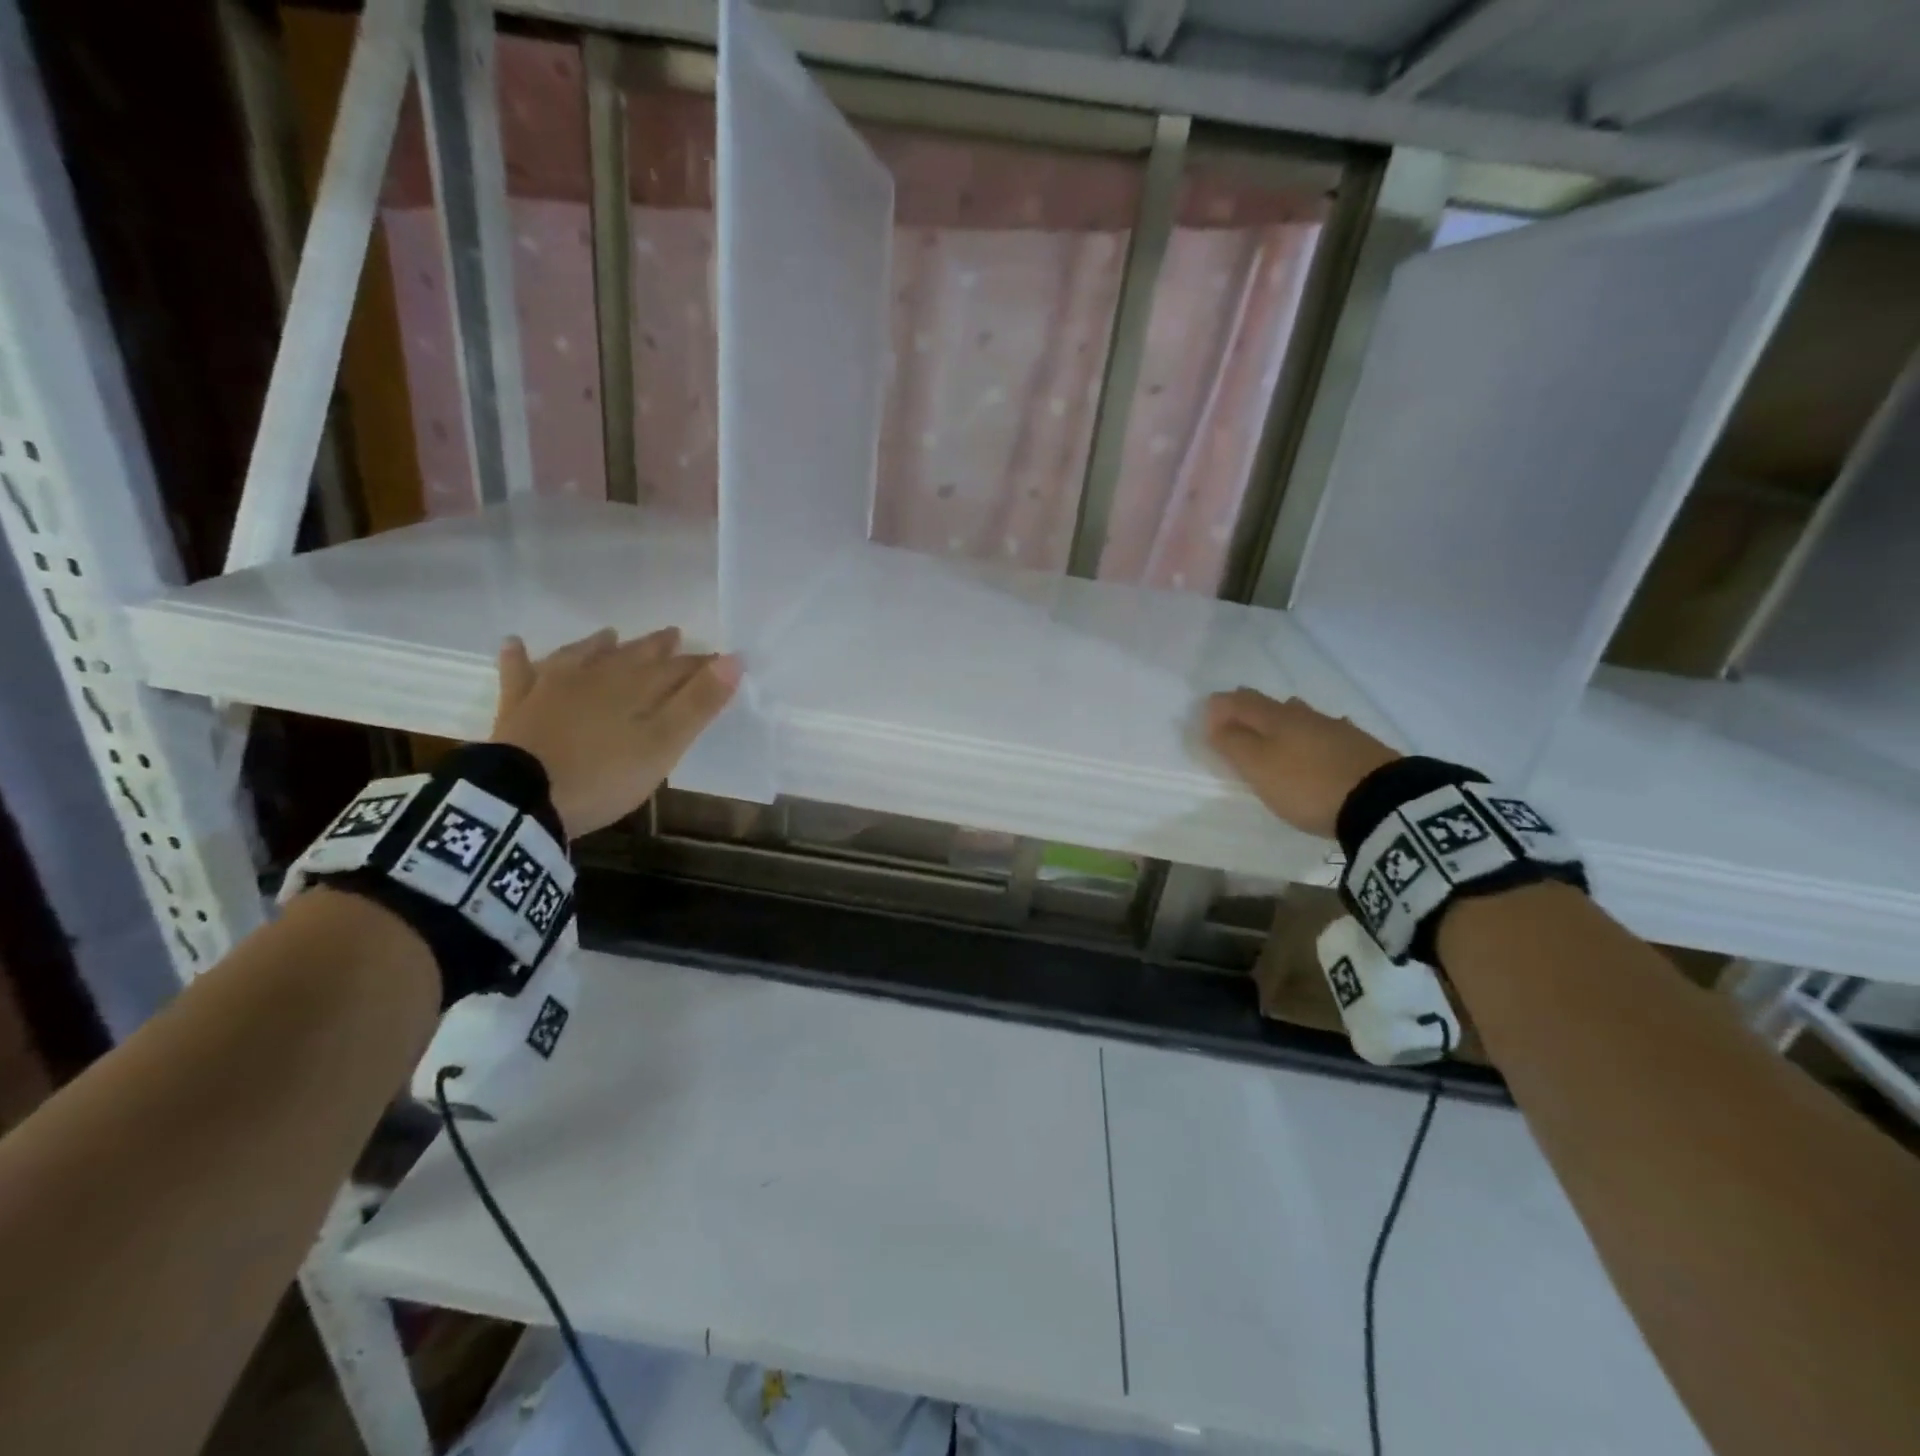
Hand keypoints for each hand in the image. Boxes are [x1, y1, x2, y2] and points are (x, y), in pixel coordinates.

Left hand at [490, 627, 740, 838]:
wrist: (522, 798)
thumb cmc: (604, 775)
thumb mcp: (663, 745)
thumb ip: (699, 703)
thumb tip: (734, 658)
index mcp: (635, 688)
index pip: (677, 669)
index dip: (701, 665)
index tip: (720, 659)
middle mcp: (596, 677)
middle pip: (632, 656)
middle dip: (656, 647)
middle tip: (673, 634)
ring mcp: (552, 688)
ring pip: (580, 656)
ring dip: (598, 644)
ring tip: (609, 634)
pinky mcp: (518, 706)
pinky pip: (518, 673)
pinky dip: (519, 657)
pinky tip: (514, 643)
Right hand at [1204, 688, 1398, 838]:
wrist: (1382, 802)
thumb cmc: (1306, 784)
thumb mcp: (1258, 768)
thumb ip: (1233, 743)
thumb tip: (1215, 721)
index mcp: (1274, 718)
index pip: (1239, 702)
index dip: (1220, 706)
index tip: (1207, 717)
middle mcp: (1304, 716)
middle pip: (1270, 705)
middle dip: (1250, 708)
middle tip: (1236, 713)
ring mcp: (1336, 729)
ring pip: (1301, 716)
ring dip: (1284, 719)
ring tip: (1276, 728)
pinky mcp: (1361, 747)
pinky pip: (1327, 733)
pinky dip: (1315, 736)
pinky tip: (1322, 743)